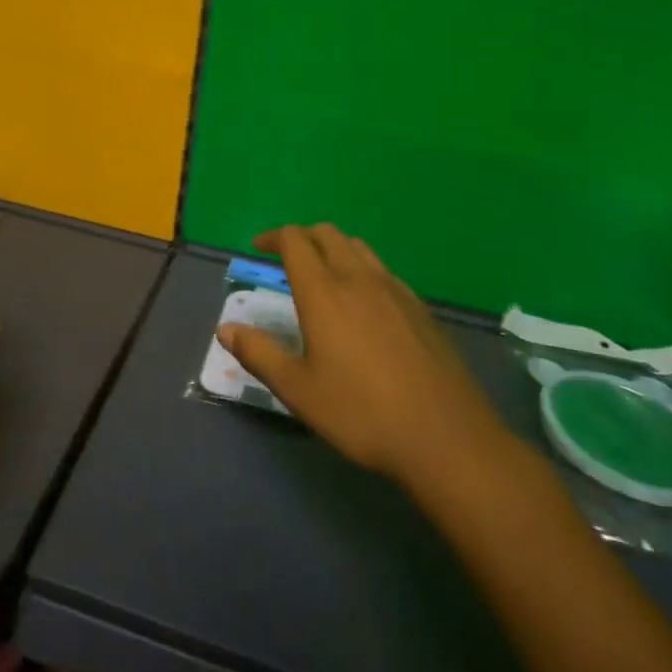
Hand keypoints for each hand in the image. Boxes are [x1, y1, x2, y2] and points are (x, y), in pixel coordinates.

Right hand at [217, 224, 511, 485]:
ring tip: (323, 274)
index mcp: (324, 292)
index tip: (258, 247)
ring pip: (359, 248)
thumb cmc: (361, 413)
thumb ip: (259, 354)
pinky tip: (364, 304)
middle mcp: (359, 279)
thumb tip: (226, 329)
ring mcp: (395, 291)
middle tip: (286, 257)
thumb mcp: (298, 390)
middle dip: (302, 237)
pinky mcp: (420, 308)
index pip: (295, 241)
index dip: (273, 237)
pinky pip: (384, 271)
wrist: (445, 436)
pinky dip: (362, 270)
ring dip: (334, 248)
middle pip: (328, 234)